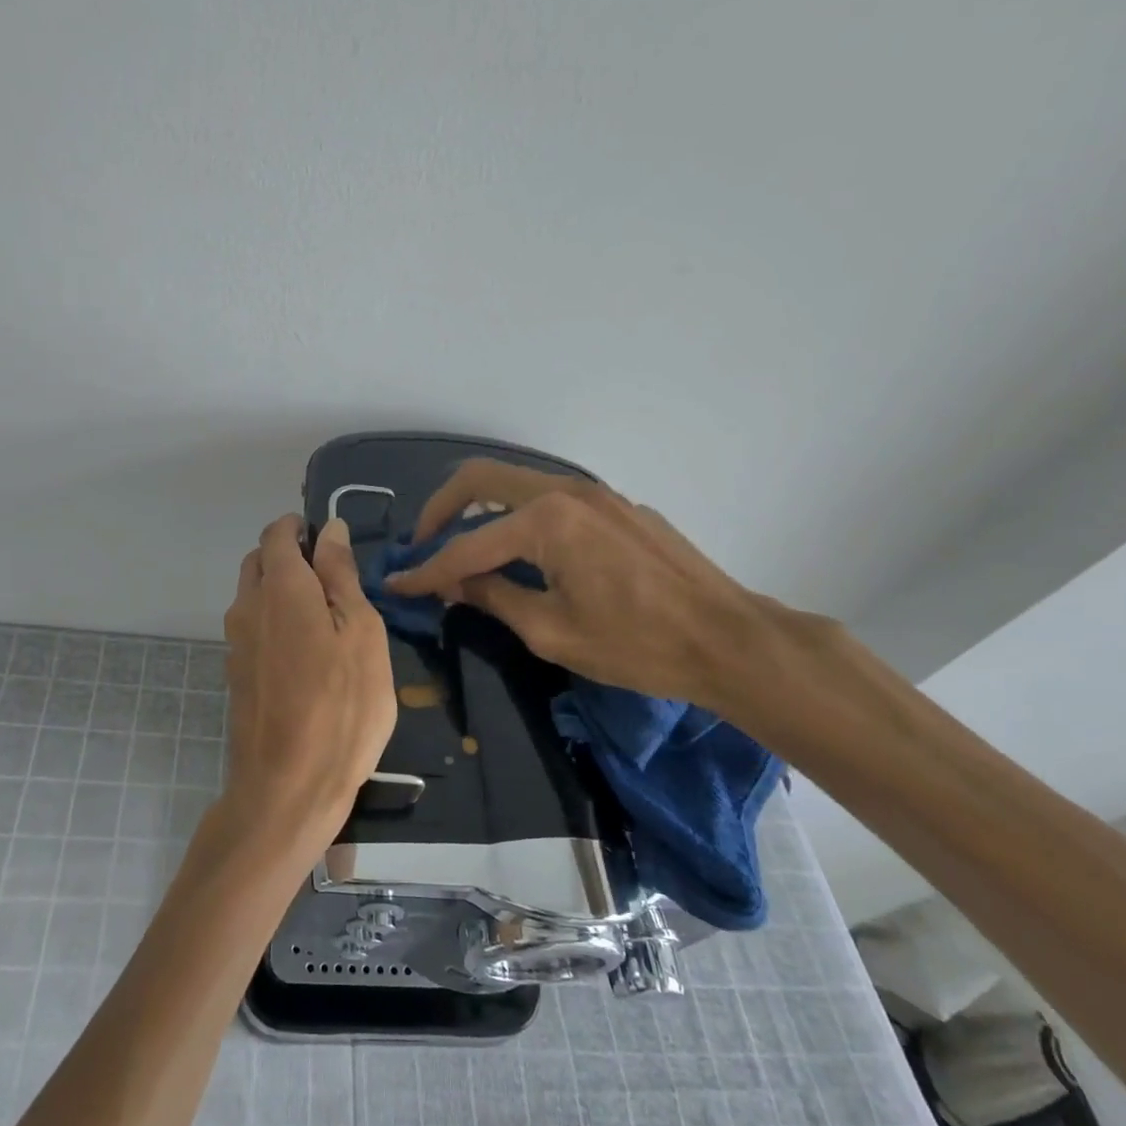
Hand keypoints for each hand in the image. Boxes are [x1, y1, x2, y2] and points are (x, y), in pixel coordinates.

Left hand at [222, 515, 397, 845]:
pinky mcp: (236, 674)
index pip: (277, 533)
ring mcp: (236, 643)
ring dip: (281, 590)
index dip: (300, 528)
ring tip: (326, 618)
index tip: (330, 542)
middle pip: (259, 561)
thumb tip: (329, 529)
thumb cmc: (342, 706)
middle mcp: (248, 606)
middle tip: (334, 580)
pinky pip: (253, 628)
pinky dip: (275, 622)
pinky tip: (307, 654)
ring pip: (253, 595)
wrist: (288, 788)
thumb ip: (341, 575)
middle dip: (289, 556)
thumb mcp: (361, 633)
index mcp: (280, 587)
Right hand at [382, 460, 775, 710]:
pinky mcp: (617, 506)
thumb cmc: (638, 645)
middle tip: (423, 544)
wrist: (729, 640)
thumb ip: (494, 598)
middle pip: (481, 479)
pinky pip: (551, 500)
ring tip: (463, 549)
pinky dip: (519, 518)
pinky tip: (522, 553)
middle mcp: (566, 491)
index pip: (467, 544)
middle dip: (441, 510)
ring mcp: (596, 493)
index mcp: (547, 521)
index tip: (396, 584)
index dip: (427, 569)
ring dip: (480, 509)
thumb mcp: (552, 632)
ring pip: (516, 485)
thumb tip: (454, 584)